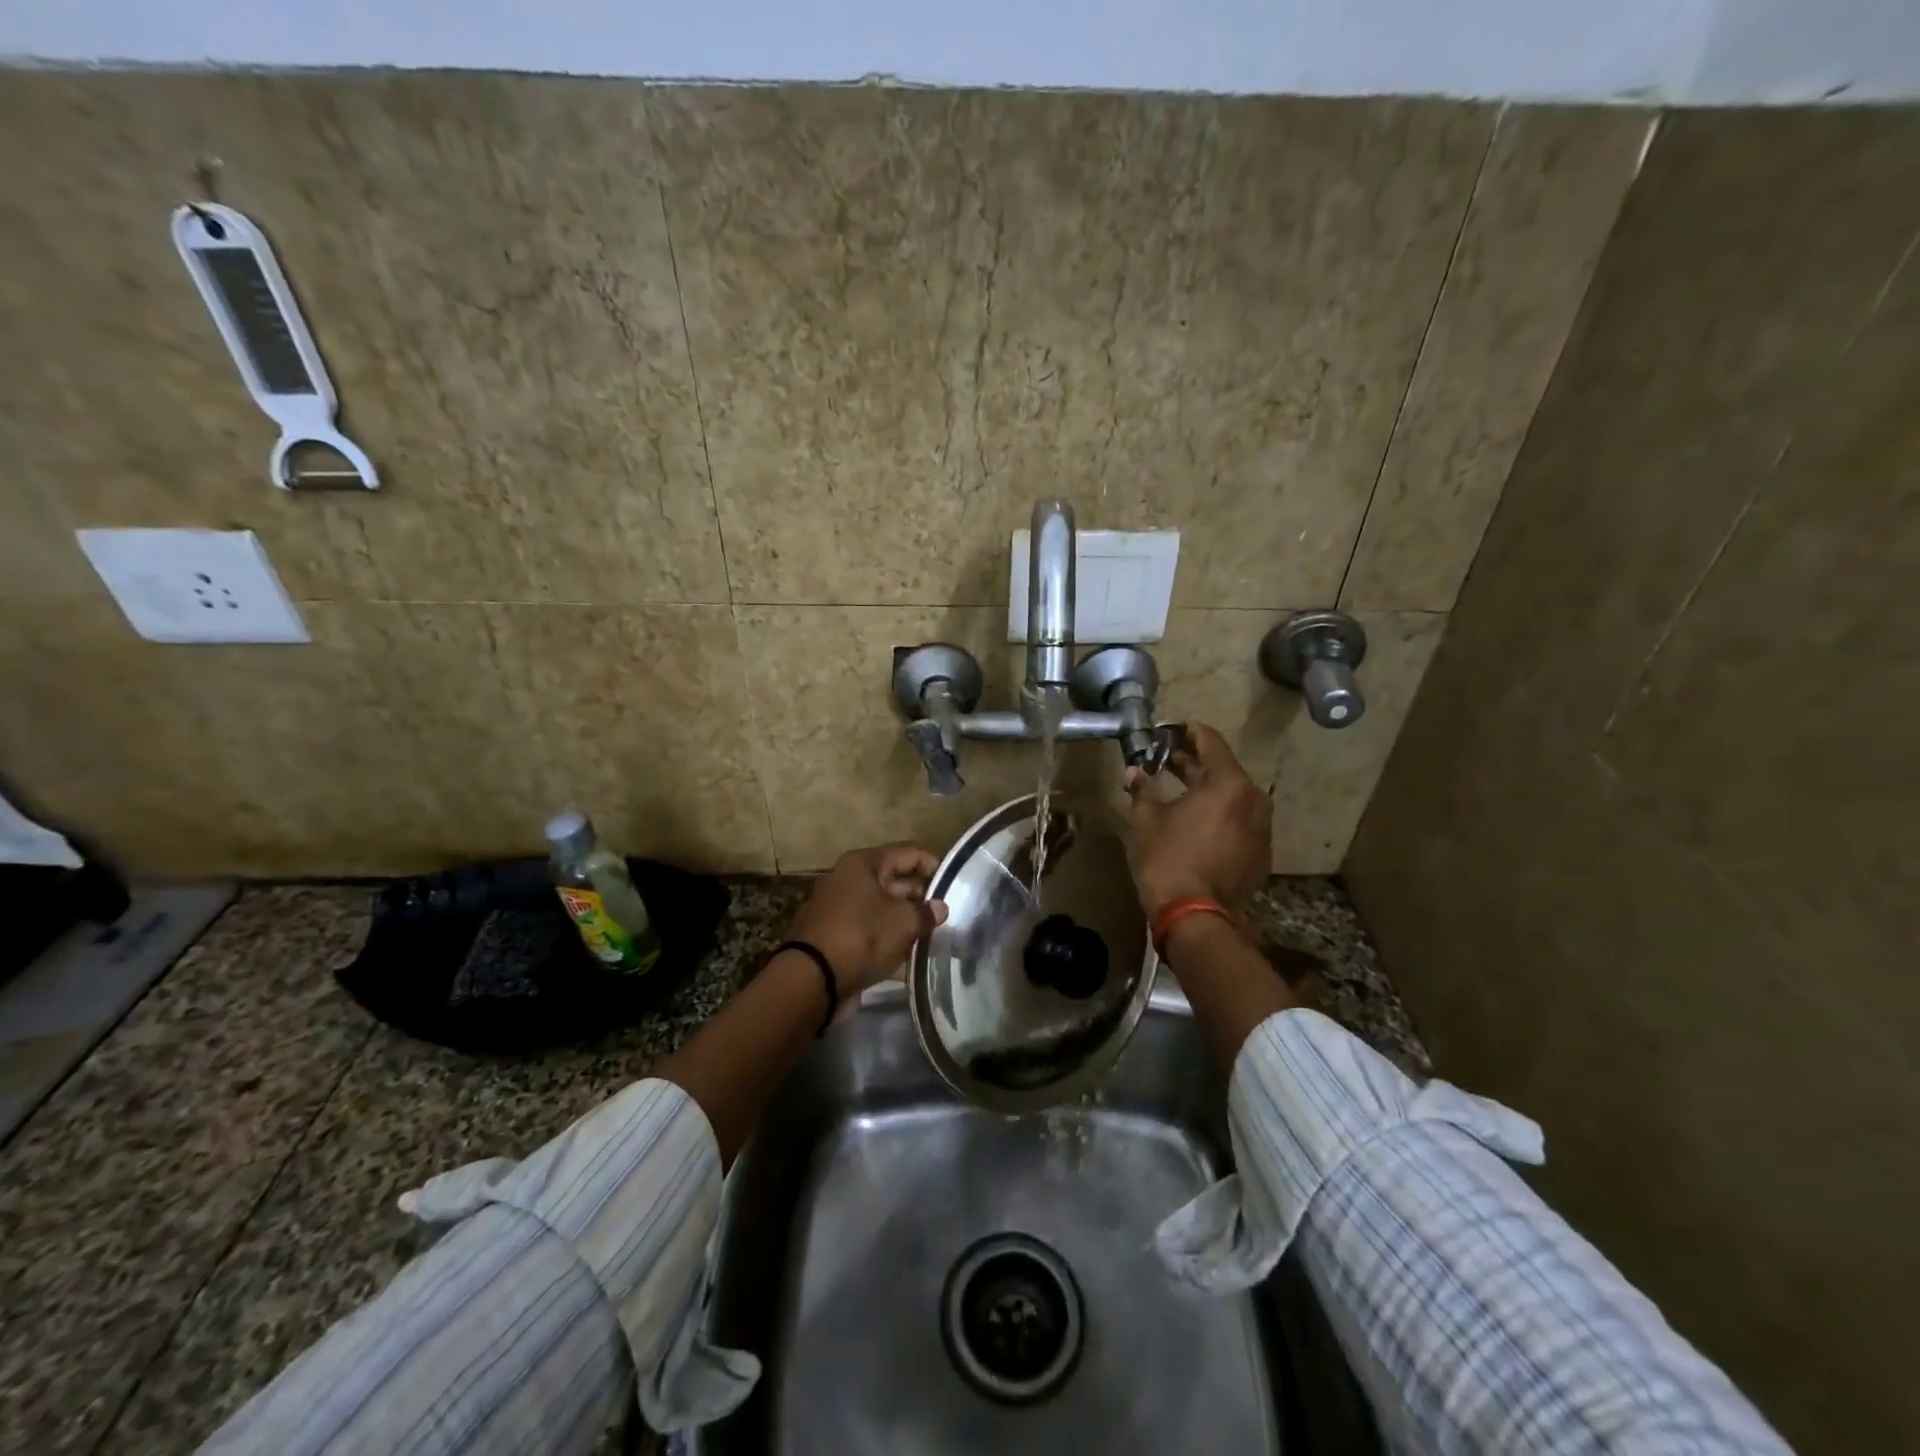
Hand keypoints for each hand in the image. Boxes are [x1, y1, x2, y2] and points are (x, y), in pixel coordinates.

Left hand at [786, 844, 948, 996]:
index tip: (954, 887)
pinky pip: (871, 933)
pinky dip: (889, 943)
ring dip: (907, 923)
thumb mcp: (902, 922)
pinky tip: (911, 960)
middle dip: (921, 899)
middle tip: (947, 917)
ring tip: (935, 938)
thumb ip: (925, 912)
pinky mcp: (838, 937)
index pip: (909, 853)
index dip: (933, 866)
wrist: (812, 980)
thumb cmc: (861, 936)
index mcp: (864, 864)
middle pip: (895, 882)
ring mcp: (841, 910)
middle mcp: (850, 880)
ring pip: (884, 910)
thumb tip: (940, 908)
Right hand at [1123, 723, 1269, 916]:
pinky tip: (1195, 821)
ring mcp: (1261, 829)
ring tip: (1180, 789)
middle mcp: (1254, 800)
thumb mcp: (1147, 819)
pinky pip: (1239, 821)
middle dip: (1195, 762)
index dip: (1188, 732)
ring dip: (1208, 789)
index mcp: (1229, 784)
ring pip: (1233, 797)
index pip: (1211, 742)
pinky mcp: (1260, 853)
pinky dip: (1219, 814)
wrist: (1196, 917)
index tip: (1169, 730)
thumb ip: (1142, 789)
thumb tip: (1133, 772)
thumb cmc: (1168, 858)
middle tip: (1167, 758)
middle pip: (1224, 769)